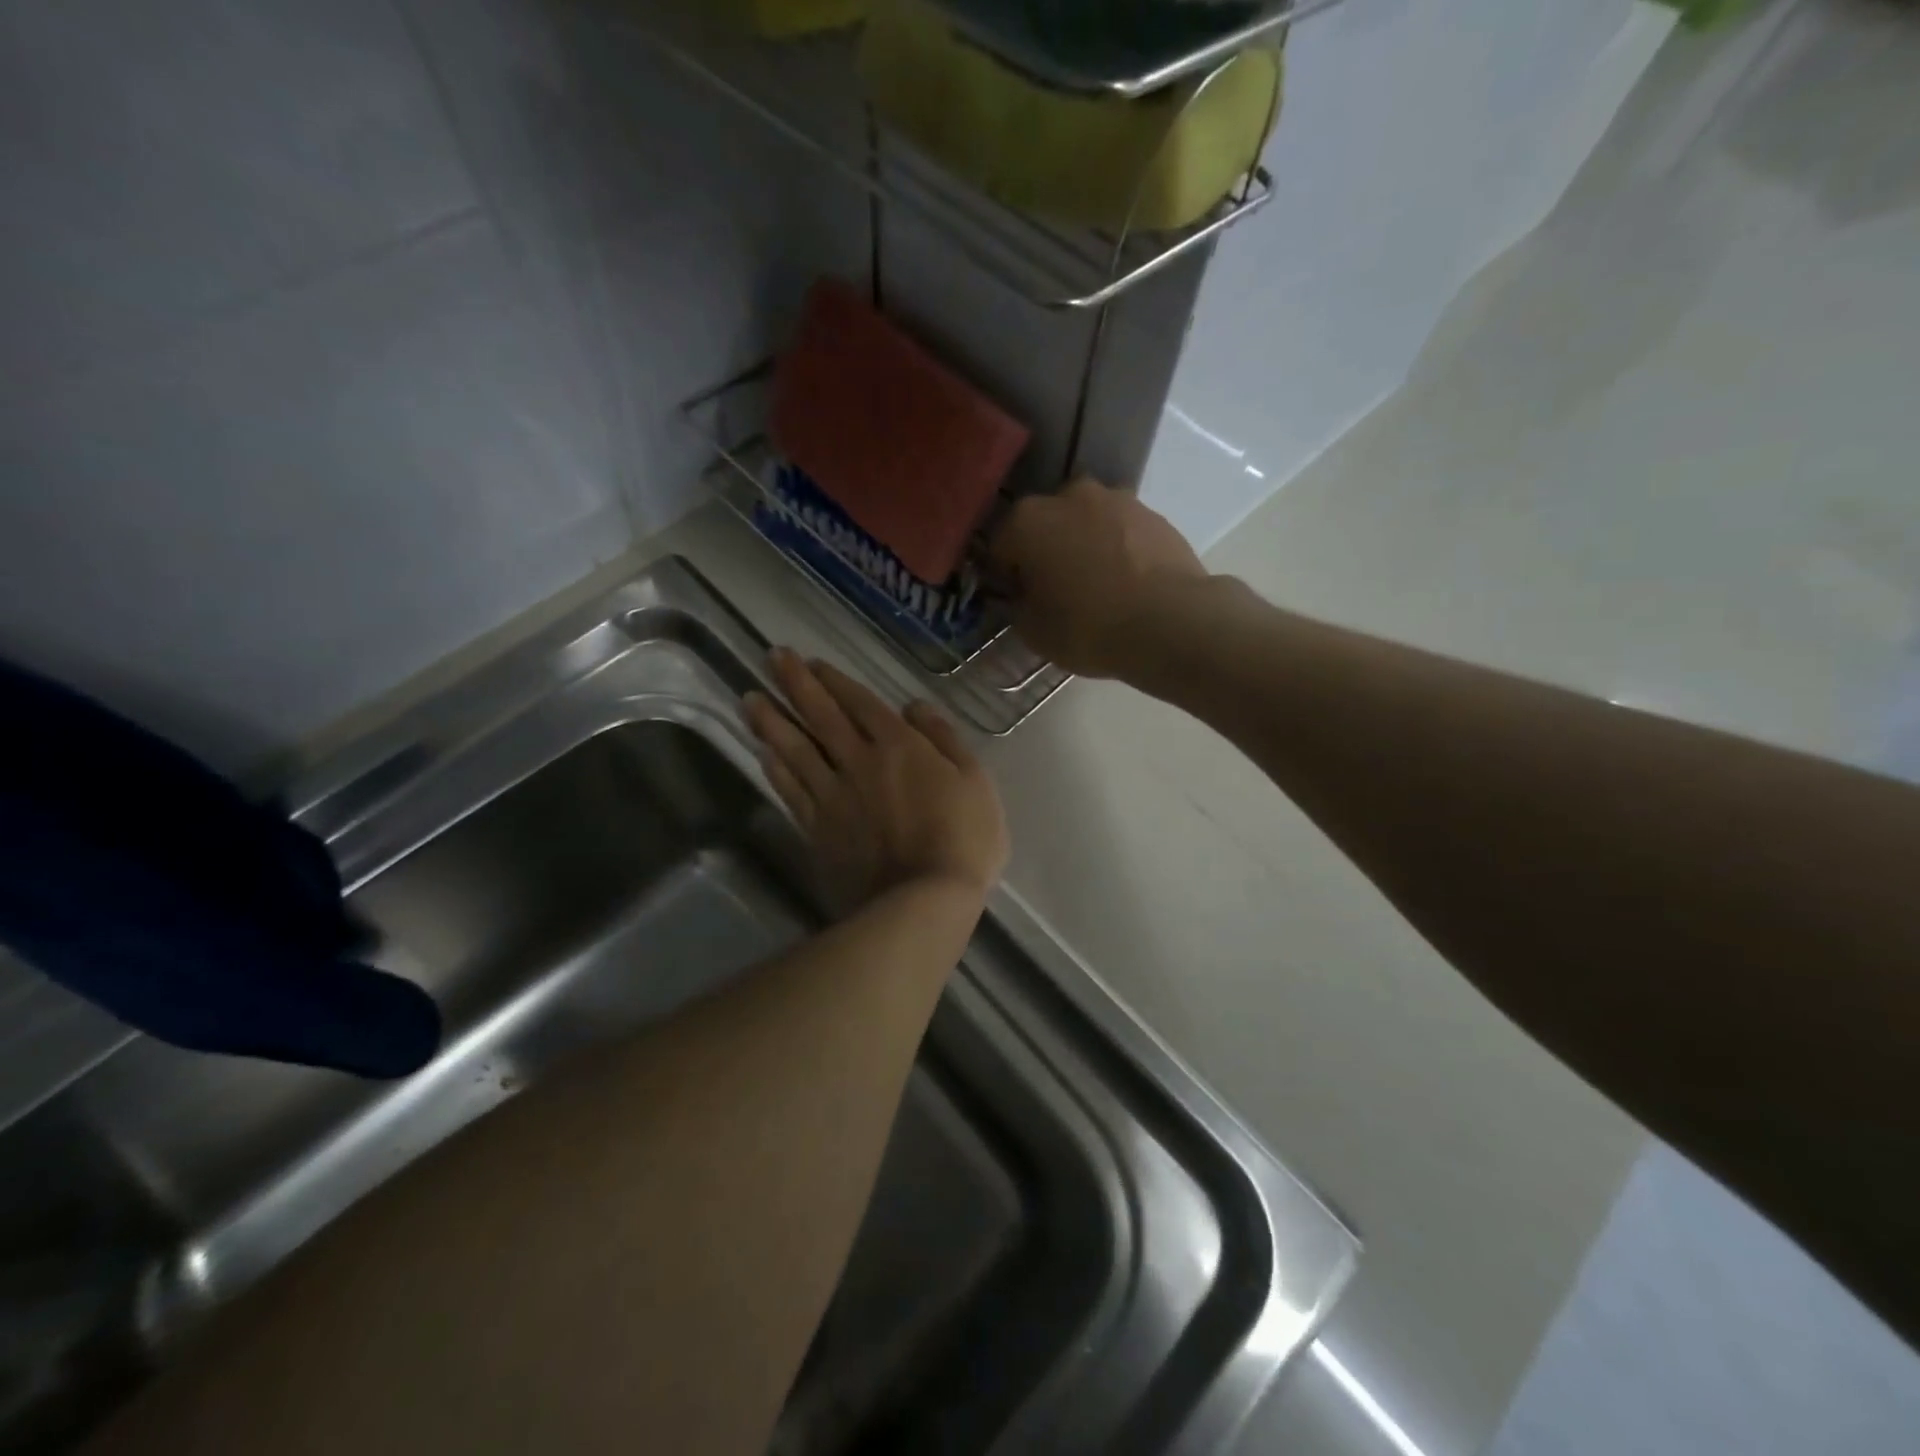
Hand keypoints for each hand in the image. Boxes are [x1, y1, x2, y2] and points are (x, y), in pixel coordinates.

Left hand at [745, 650, 1009, 916]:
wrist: (922, 901)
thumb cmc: (962, 839)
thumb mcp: (975, 780)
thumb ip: (944, 738)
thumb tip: (913, 706)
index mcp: (899, 746)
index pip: (860, 703)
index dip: (835, 681)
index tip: (812, 662)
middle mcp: (858, 762)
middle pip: (821, 717)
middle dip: (796, 684)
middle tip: (771, 658)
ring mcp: (833, 796)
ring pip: (795, 750)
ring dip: (772, 722)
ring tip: (750, 698)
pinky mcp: (817, 829)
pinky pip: (791, 791)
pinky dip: (775, 769)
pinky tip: (763, 753)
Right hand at [988, 476, 1209, 679]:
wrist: (1169, 621)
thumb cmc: (1087, 627)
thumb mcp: (1033, 631)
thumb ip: (1018, 605)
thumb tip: (1023, 594)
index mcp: (1027, 521)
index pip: (1001, 548)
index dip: (1006, 576)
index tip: (1018, 600)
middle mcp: (1068, 496)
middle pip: (1045, 525)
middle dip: (1046, 551)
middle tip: (1057, 591)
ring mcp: (1116, 499)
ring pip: (1086, 523)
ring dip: (1084, 545)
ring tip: (1097, 586)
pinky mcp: (1154, 513)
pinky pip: (1121, 532)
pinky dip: (1118, 550)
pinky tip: (1127, 582)